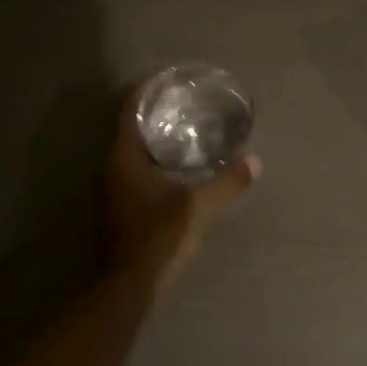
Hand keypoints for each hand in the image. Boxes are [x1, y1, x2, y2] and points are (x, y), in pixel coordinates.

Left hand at [100, 86, 260, 292]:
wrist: (129, 288)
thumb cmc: (159, 238)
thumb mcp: (198, 208)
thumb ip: (227, 182)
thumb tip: (254, 161)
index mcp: (124, 158)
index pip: (130, 109)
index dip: (147, 89)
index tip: (168, 77)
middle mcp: (112, 168)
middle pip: (131, 127)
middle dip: (155, 112)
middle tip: (185, 101)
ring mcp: (113, 190)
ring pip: (134, 151)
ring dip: (155, 137)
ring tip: (185, 129)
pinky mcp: (120, 209)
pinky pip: (136, 170)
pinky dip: (155, 159)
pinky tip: (178, 166)